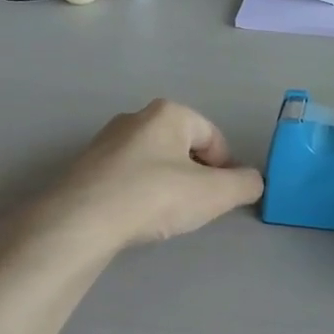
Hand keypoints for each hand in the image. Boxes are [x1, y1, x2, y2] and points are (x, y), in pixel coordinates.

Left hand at [42, 99, 263, 252]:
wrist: (80, 221)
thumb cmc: (154, 196)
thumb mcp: (213, 194)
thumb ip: (243, 185)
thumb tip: (253, 181)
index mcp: (169, 113)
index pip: (213, 136)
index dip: (225, 167)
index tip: (222, 197)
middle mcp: (136, 117)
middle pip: (182, 146)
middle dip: (195, 175)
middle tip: (195, 207)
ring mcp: (106, 141)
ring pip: (153, 161)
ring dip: (166, 185)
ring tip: (164, 216)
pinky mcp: (85, 166)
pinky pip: (125, 176)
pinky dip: (137, 193)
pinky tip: (135, 217)